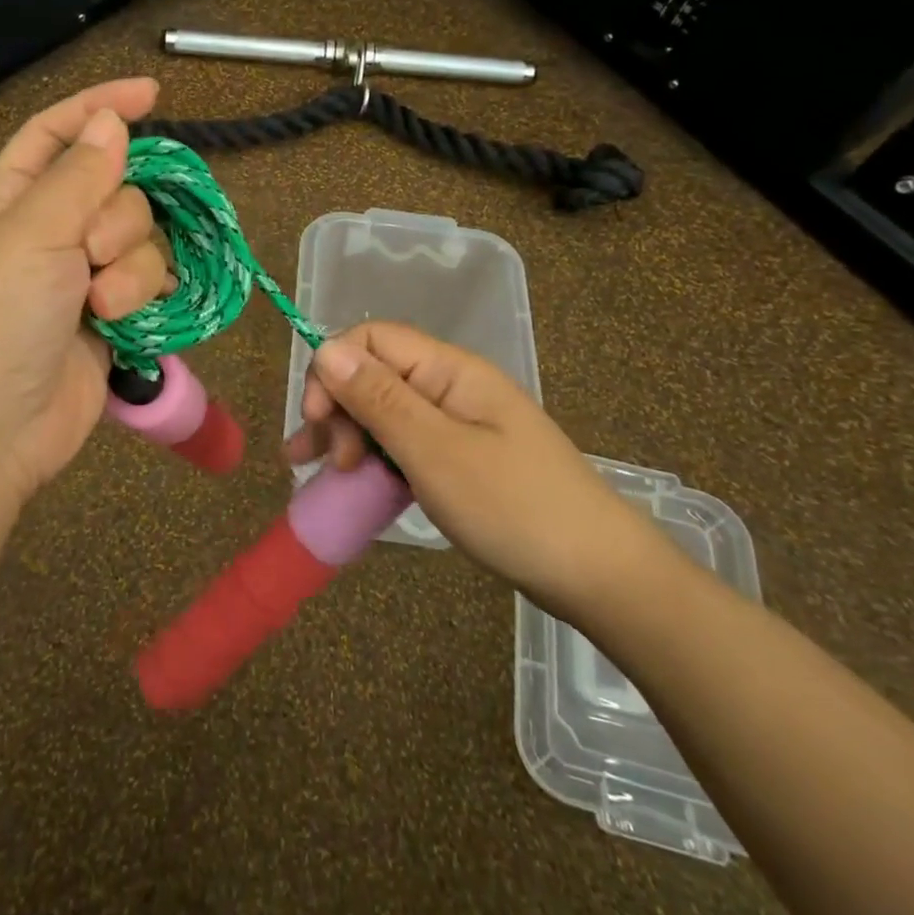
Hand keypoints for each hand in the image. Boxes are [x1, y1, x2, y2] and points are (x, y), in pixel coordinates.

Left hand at [0, 80, 170, 505]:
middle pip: (117, 189)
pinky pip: (152, 285)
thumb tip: (109, 120)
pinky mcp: (112, 321)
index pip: (58, 133)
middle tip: (91, 255)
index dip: (100, 107)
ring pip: (142, 240)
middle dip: (119, 217)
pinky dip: (147, 298)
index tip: (152, 93)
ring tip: (103, 308)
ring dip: (132, 269)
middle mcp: (51, 232)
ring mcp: (83, 279)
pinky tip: (130, 322)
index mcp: (14, 200)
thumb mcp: (29, 235)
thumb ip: (77, 176)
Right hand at [283, 322, 661, 616]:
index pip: (372, 339)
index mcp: (449, 370)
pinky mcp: (458, 458)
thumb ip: (378, 398)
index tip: (315, 419)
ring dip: (345, 435)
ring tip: (316, 472)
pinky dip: (372, 459)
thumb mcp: (435, 452)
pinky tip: (350, 483)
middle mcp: (449, 387)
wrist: (598, 575)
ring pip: (382, 412)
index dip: (333, 368)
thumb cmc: (513, 507)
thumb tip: (326, 347)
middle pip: (373, 375)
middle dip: (336, 409)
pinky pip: (402, 444)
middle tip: (327, 463)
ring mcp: (456, 424)